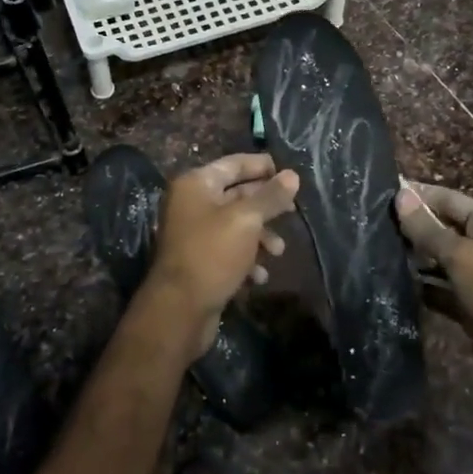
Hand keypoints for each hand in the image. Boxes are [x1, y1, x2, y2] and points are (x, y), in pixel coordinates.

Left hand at [145, 154, 299, 356]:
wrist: (179, 310)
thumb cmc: (212, 254)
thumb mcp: (246, 220)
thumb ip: (270, 196)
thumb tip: (292, 175)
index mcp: (196, 184)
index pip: (234, 164)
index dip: (262, 166)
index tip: (289, 173)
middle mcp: (191, 203)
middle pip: (236, 194)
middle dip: (266, 205)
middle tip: (293, 211)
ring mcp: (194, 233)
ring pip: (236, 225)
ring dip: (260, 236)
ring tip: (278, 252)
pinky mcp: (199, 260)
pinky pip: (229, 250)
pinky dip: (246, 259)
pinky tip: (260, 276)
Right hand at [395, 179, 472, 395]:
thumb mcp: (461, 255)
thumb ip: (427, 229)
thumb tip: (400, 196)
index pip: (451, 200)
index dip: (421, 195)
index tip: (387, 190)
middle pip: (446, 229)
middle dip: (415, 226)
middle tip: (376, 221)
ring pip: (442, 261)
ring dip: (416, 257)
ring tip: (379, 248)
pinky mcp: (472, 307)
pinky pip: (442, 290)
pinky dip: (424, 287)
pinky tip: (397, 282)